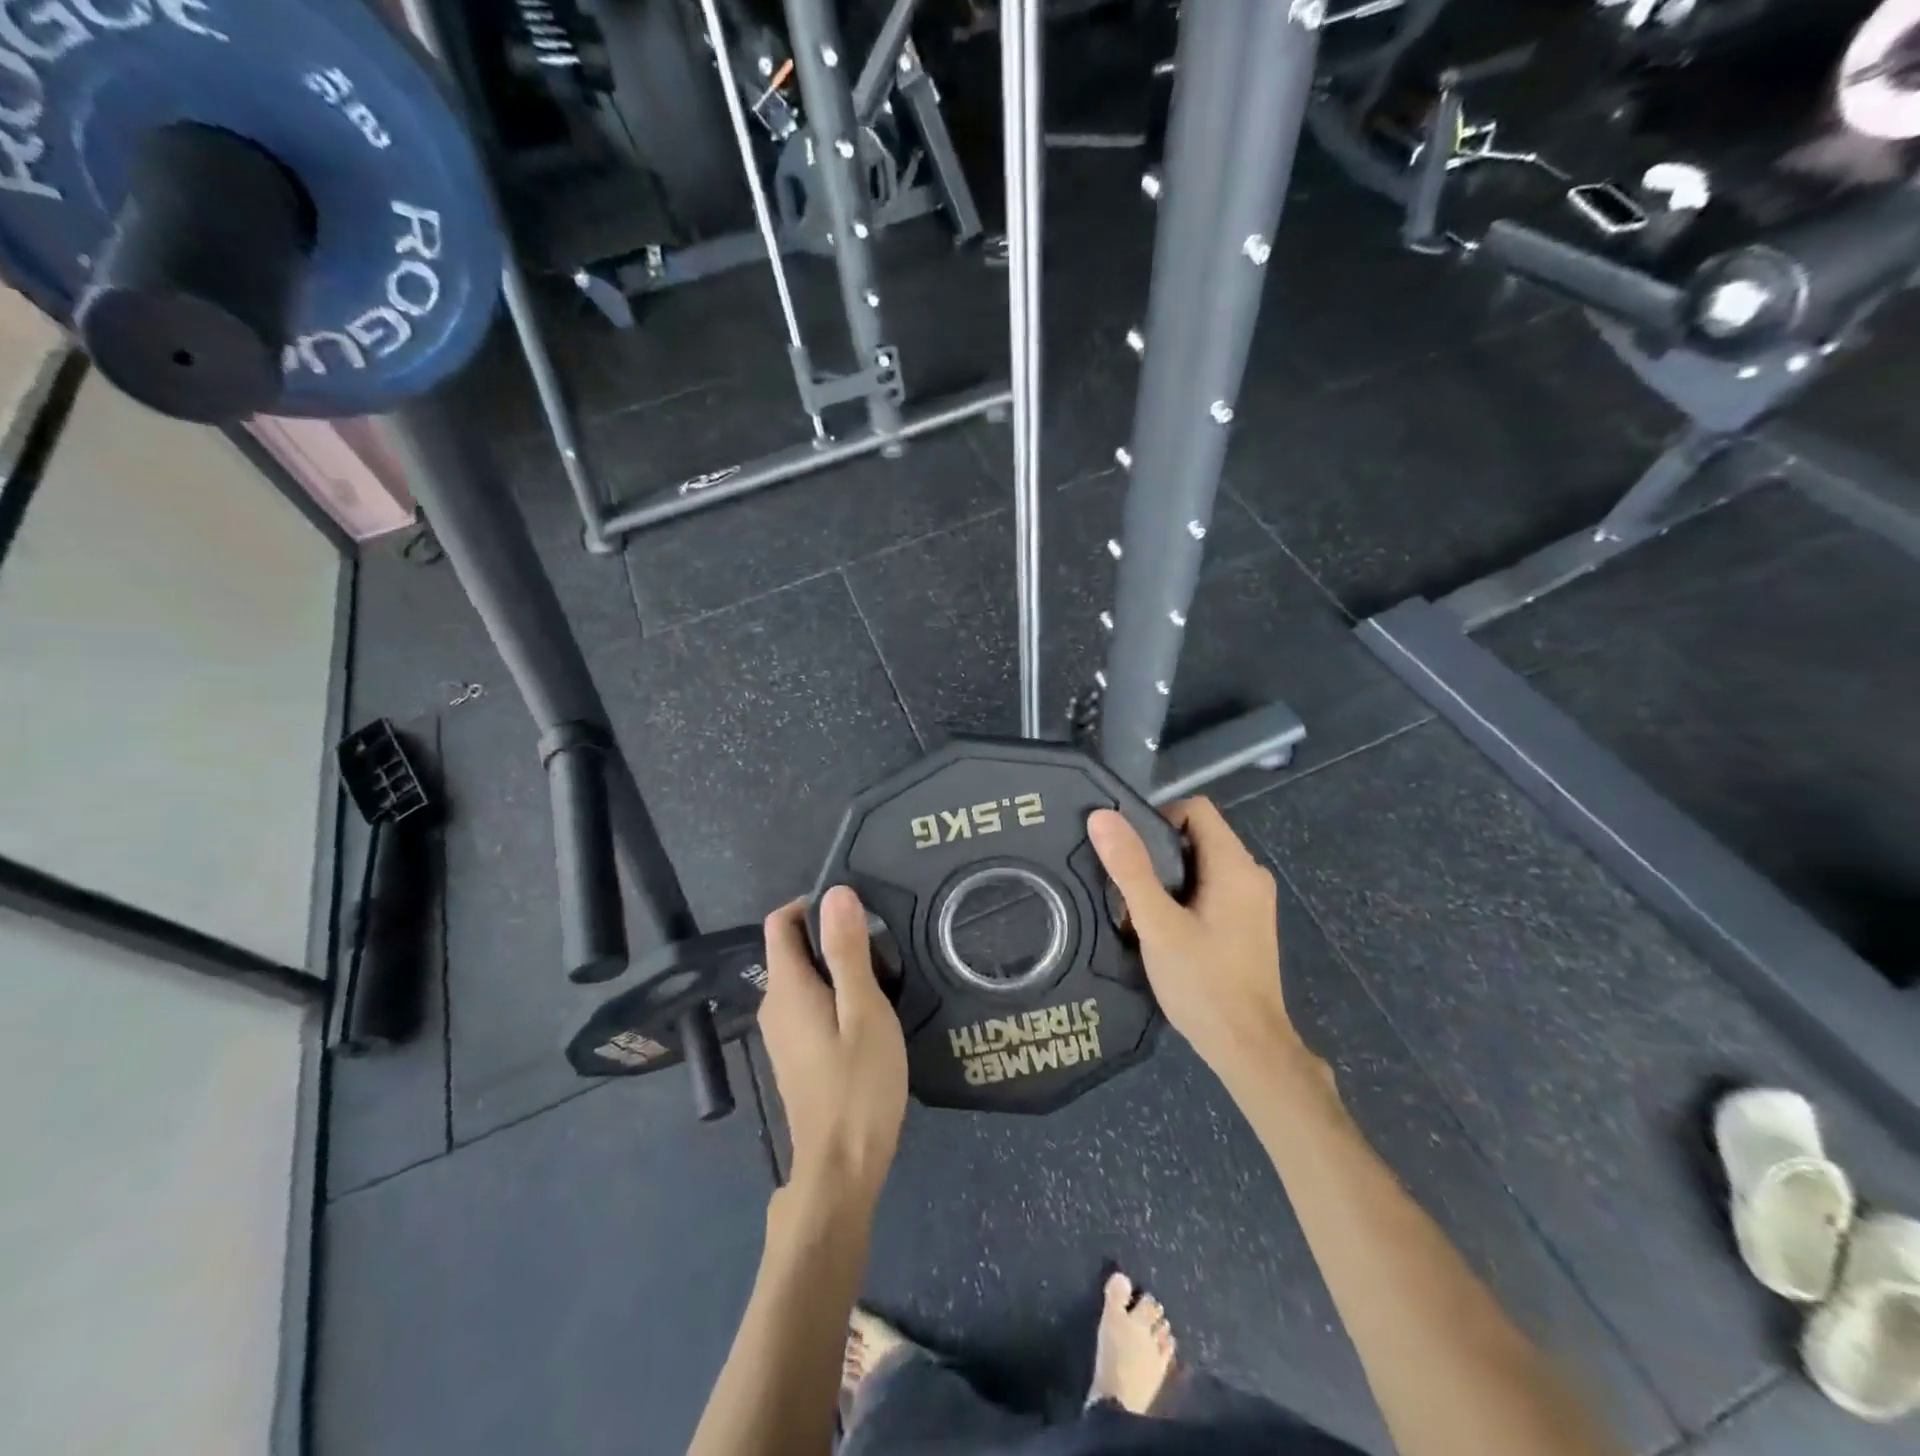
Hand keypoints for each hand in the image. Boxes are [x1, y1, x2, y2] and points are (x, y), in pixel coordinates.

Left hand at [759, 887, 908, 1213]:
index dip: (812, 905)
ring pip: (803, 979)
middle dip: (831, 936)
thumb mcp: (863, 1010)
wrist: (842, 1168)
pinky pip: (809, 1005)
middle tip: (881, 946)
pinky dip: (834, 995)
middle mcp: (774, 1006)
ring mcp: (782, 1035)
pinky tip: (869, 1014)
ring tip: (882, 976)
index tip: (855, 912)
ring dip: (837, 967)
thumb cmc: (858, 1085)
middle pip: (792, 949)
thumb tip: (835, 892)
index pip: (780, 923)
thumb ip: (847, 951)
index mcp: (786, 989)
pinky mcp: (796, 1055)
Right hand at [1088, 799, 1316, 1089]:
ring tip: (1136, 910)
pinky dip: (1182, 898)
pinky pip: (1210, 890)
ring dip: (1165, 878)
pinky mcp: (1247, 924)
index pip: (1196, 810)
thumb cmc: (1203, 982)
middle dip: (1156, 853)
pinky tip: (1161, 930)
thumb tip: (1102, 816)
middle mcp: (1250, 875)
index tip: (1127, 850)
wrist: (1249, 1049)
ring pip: (1200, 866)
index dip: (1157, 818)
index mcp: (1235, 866)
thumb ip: (1130, 868)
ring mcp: (1252, 902)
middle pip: (1196, 837)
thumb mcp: (1158, 924)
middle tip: (1124, 885)